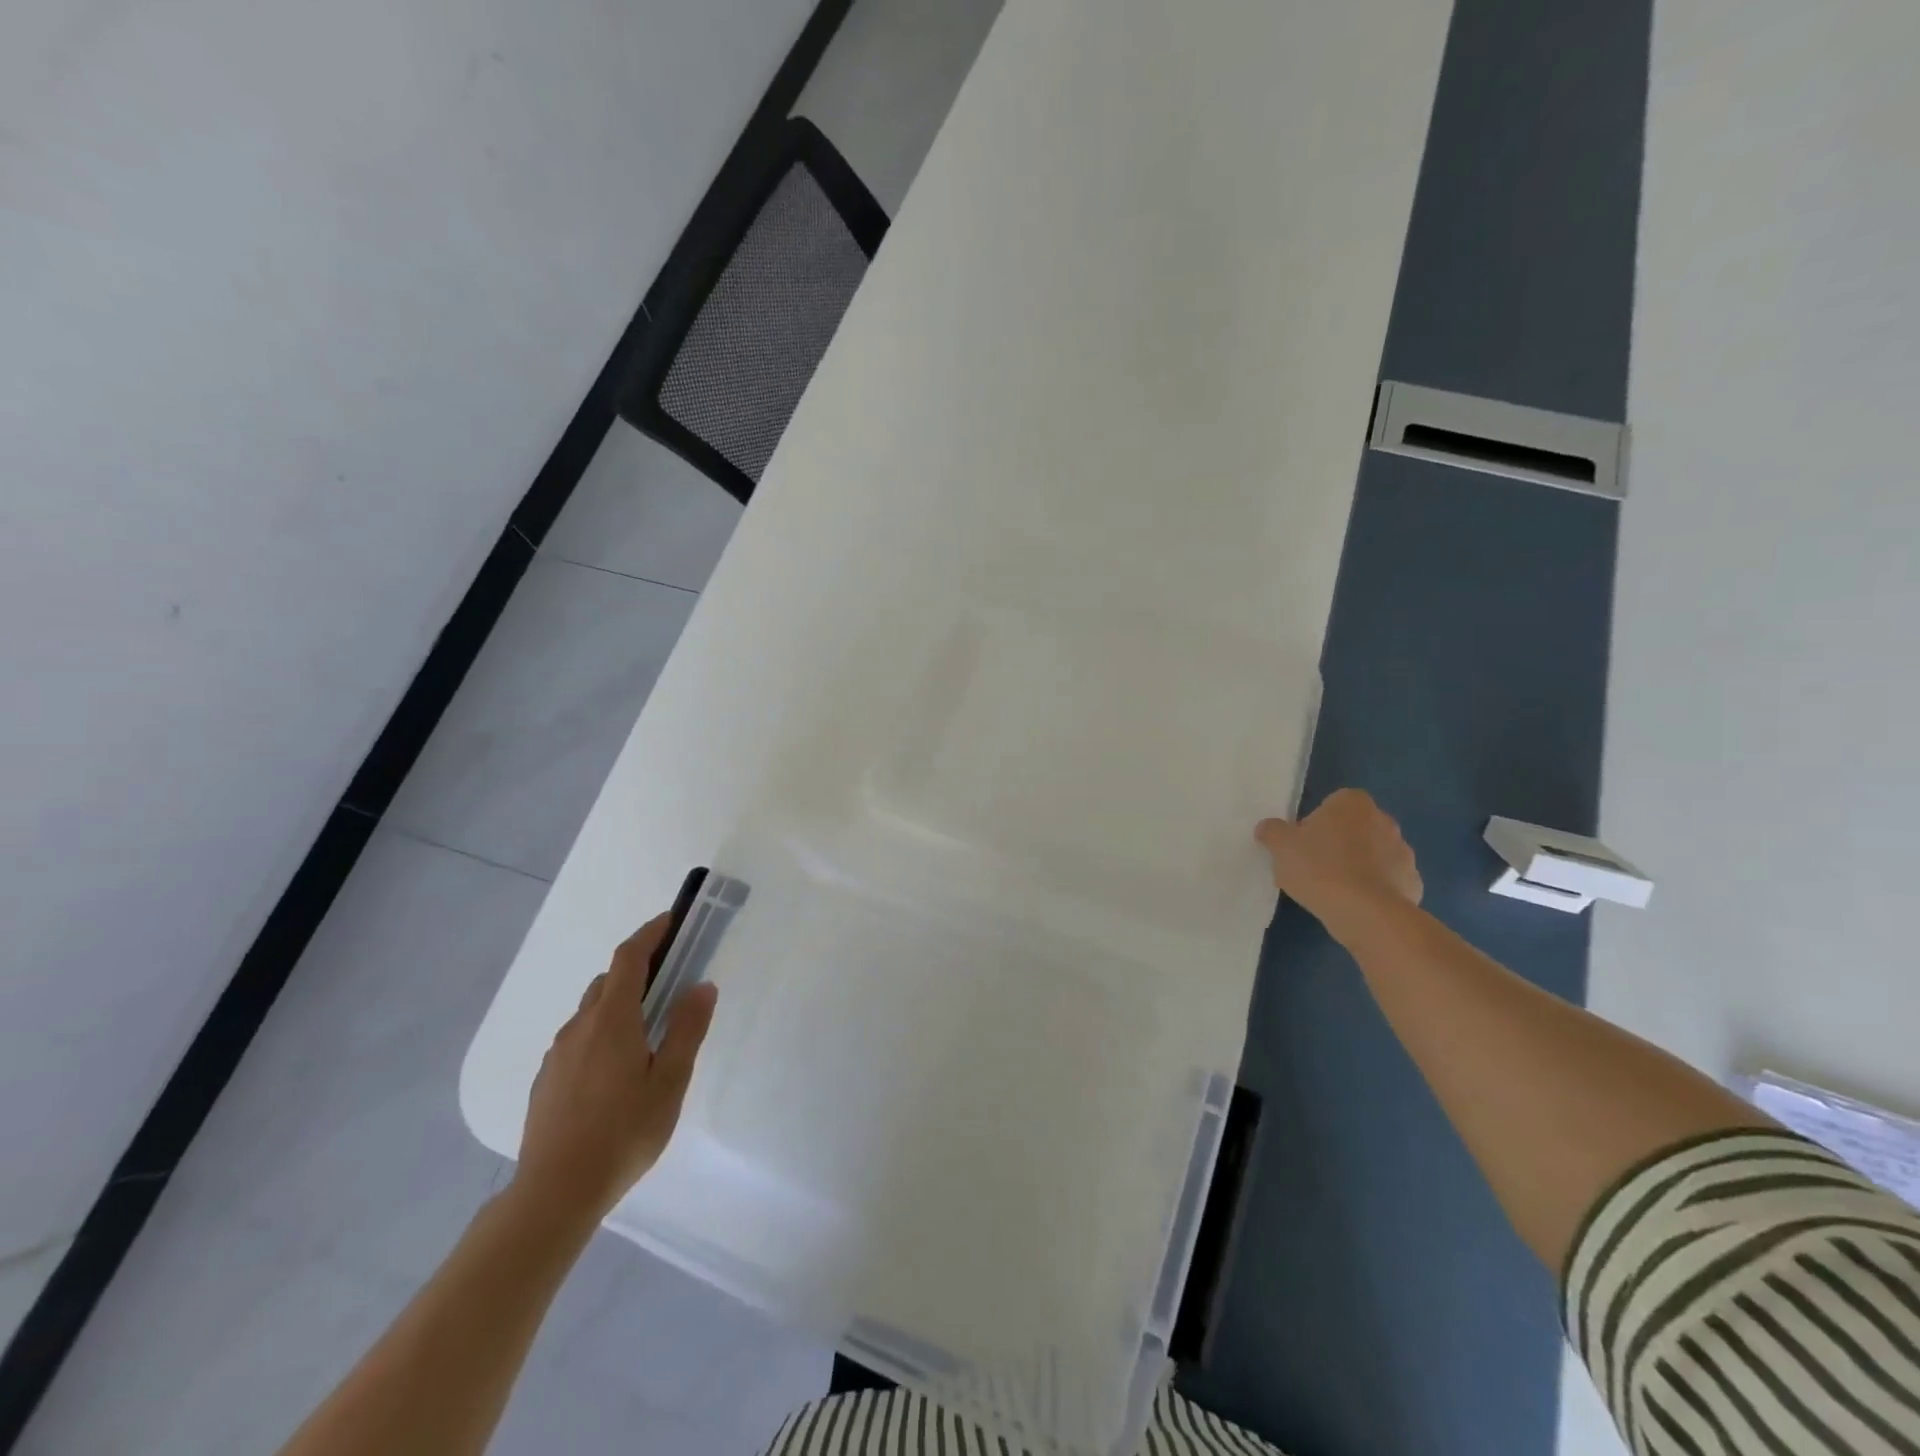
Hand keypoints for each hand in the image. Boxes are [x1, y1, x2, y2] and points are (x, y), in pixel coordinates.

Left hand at [511, 915, 718, 1226]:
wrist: (554, 1194)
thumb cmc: (624, 1132)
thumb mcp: (670, 1081)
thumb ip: (687, 1029)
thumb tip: (701, 985)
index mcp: (612, 1020)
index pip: (629, 957)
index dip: (650, 933)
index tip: (672, 921)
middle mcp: (579, 1026)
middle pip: (609, 981)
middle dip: (639, 971)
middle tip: (671, 982)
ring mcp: (557, 1054)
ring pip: (591, 1012)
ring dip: (620, 1005)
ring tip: (647, 1034)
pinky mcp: (546, 1080)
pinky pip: (578, 1040)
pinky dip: (601, 1034)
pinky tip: (616, 1072)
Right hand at [1256, 789, 1422, 929]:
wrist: (1365, 913)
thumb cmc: (1319, 868)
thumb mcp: (1280, 846)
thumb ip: (1272, 831)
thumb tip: (1268, 828)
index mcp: (1352, 803)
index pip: (1334, 803)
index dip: (1318, 822)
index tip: (1305, 842)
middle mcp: (1384, 820)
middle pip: (1356, 827)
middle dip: (1341, 842)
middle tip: (1315, 865)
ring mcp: (1404, 852)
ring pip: (1374, 854)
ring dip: (1359, 865)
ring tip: (1335, 890)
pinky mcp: (1413, 883)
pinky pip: (1388, 881)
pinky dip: (1375, 889)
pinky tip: (1356, 905)